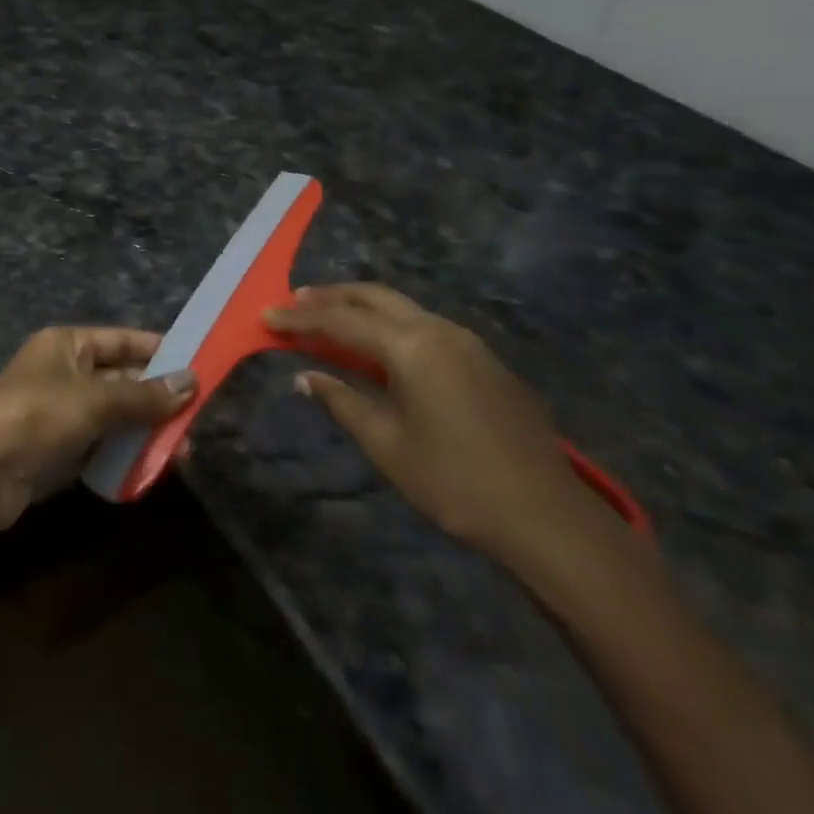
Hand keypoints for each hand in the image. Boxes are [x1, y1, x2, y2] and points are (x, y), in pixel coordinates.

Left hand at [0, 327, 195, 531]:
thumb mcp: (93, 401)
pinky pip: (102, 444)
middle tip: (198, 419)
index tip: (199, 364)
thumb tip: (192, 382)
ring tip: (184, 452)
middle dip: (158, 398)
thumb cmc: (35, 418)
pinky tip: (153, 467)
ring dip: (147, 430)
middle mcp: (65, 372)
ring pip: (116, 415)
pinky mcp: (59, 448)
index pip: (122, 340)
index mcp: (67, 344)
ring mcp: (61, 412)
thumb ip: (144, 395)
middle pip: (122, 379)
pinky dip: (126, 453)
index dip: (158, 350)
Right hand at [265, 284, 616, 564]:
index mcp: (412, 346)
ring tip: (329, 317)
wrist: (547, 518)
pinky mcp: (485, 362)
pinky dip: (391, 325)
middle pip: (375, 297)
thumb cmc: (454, 481)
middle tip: (295, 300)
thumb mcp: (386, 443)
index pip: (341, 321)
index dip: (300, 318)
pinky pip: (426, 327)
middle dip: (332, 296)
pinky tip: (379, 345)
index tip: (266, 316)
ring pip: (403, 308)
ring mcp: (468, 343)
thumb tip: (305, 377)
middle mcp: (440, 330)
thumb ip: (341, 401)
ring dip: (362, 307)